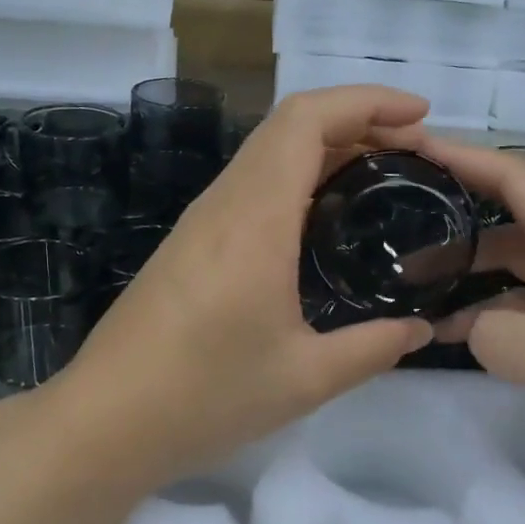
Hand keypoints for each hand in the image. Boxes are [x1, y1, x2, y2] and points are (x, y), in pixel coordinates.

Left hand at [52, 87, 435, 489]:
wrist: (103, 421)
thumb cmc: (203, 397)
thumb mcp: (304, 378)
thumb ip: (373, 348)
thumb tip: (421, 329)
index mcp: (255, 217)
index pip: (306, 119)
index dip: (366, 101)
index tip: (420, 116)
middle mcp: (224, 202)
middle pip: (289, 125)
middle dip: (356, 120)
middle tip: (413, 152)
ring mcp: (201, 220)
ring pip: (267, 152)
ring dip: (325, 148)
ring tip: (380, 178)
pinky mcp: (190, 242)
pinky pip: (251, 185)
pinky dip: (297, 178)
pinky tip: (323, 219)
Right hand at [422, 135, 524, 498]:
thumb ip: (501, 336)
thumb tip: (469, 324)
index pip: (521, 181)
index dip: (467, 157)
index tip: (411, 149)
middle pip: (509, 221)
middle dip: (452, 218)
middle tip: (392, 230)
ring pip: (511, 266)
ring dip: (463, 269)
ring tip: (407, 287)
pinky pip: (520, 309)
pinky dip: (482, 313)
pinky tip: (448, 334)